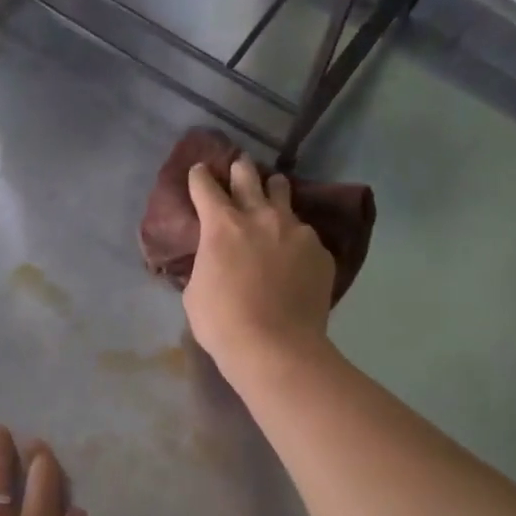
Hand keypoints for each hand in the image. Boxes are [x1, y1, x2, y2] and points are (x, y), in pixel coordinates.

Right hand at [183, 157, 334, 381]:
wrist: (276, 347)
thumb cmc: (223, 323)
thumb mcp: (195, 292)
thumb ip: (206, 264)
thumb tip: (214, 259)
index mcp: (222, 225)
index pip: (206, 187)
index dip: (200, 177)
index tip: (199, 171)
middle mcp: (260, 217)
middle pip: (249, 176)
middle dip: (240, 169)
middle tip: (239, 167)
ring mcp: (295, 231)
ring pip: (283, 195)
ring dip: (273, 191)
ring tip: (273, 195)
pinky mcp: (319, 251)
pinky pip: (304, 234)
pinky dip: (294, 237)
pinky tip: (292, 253)